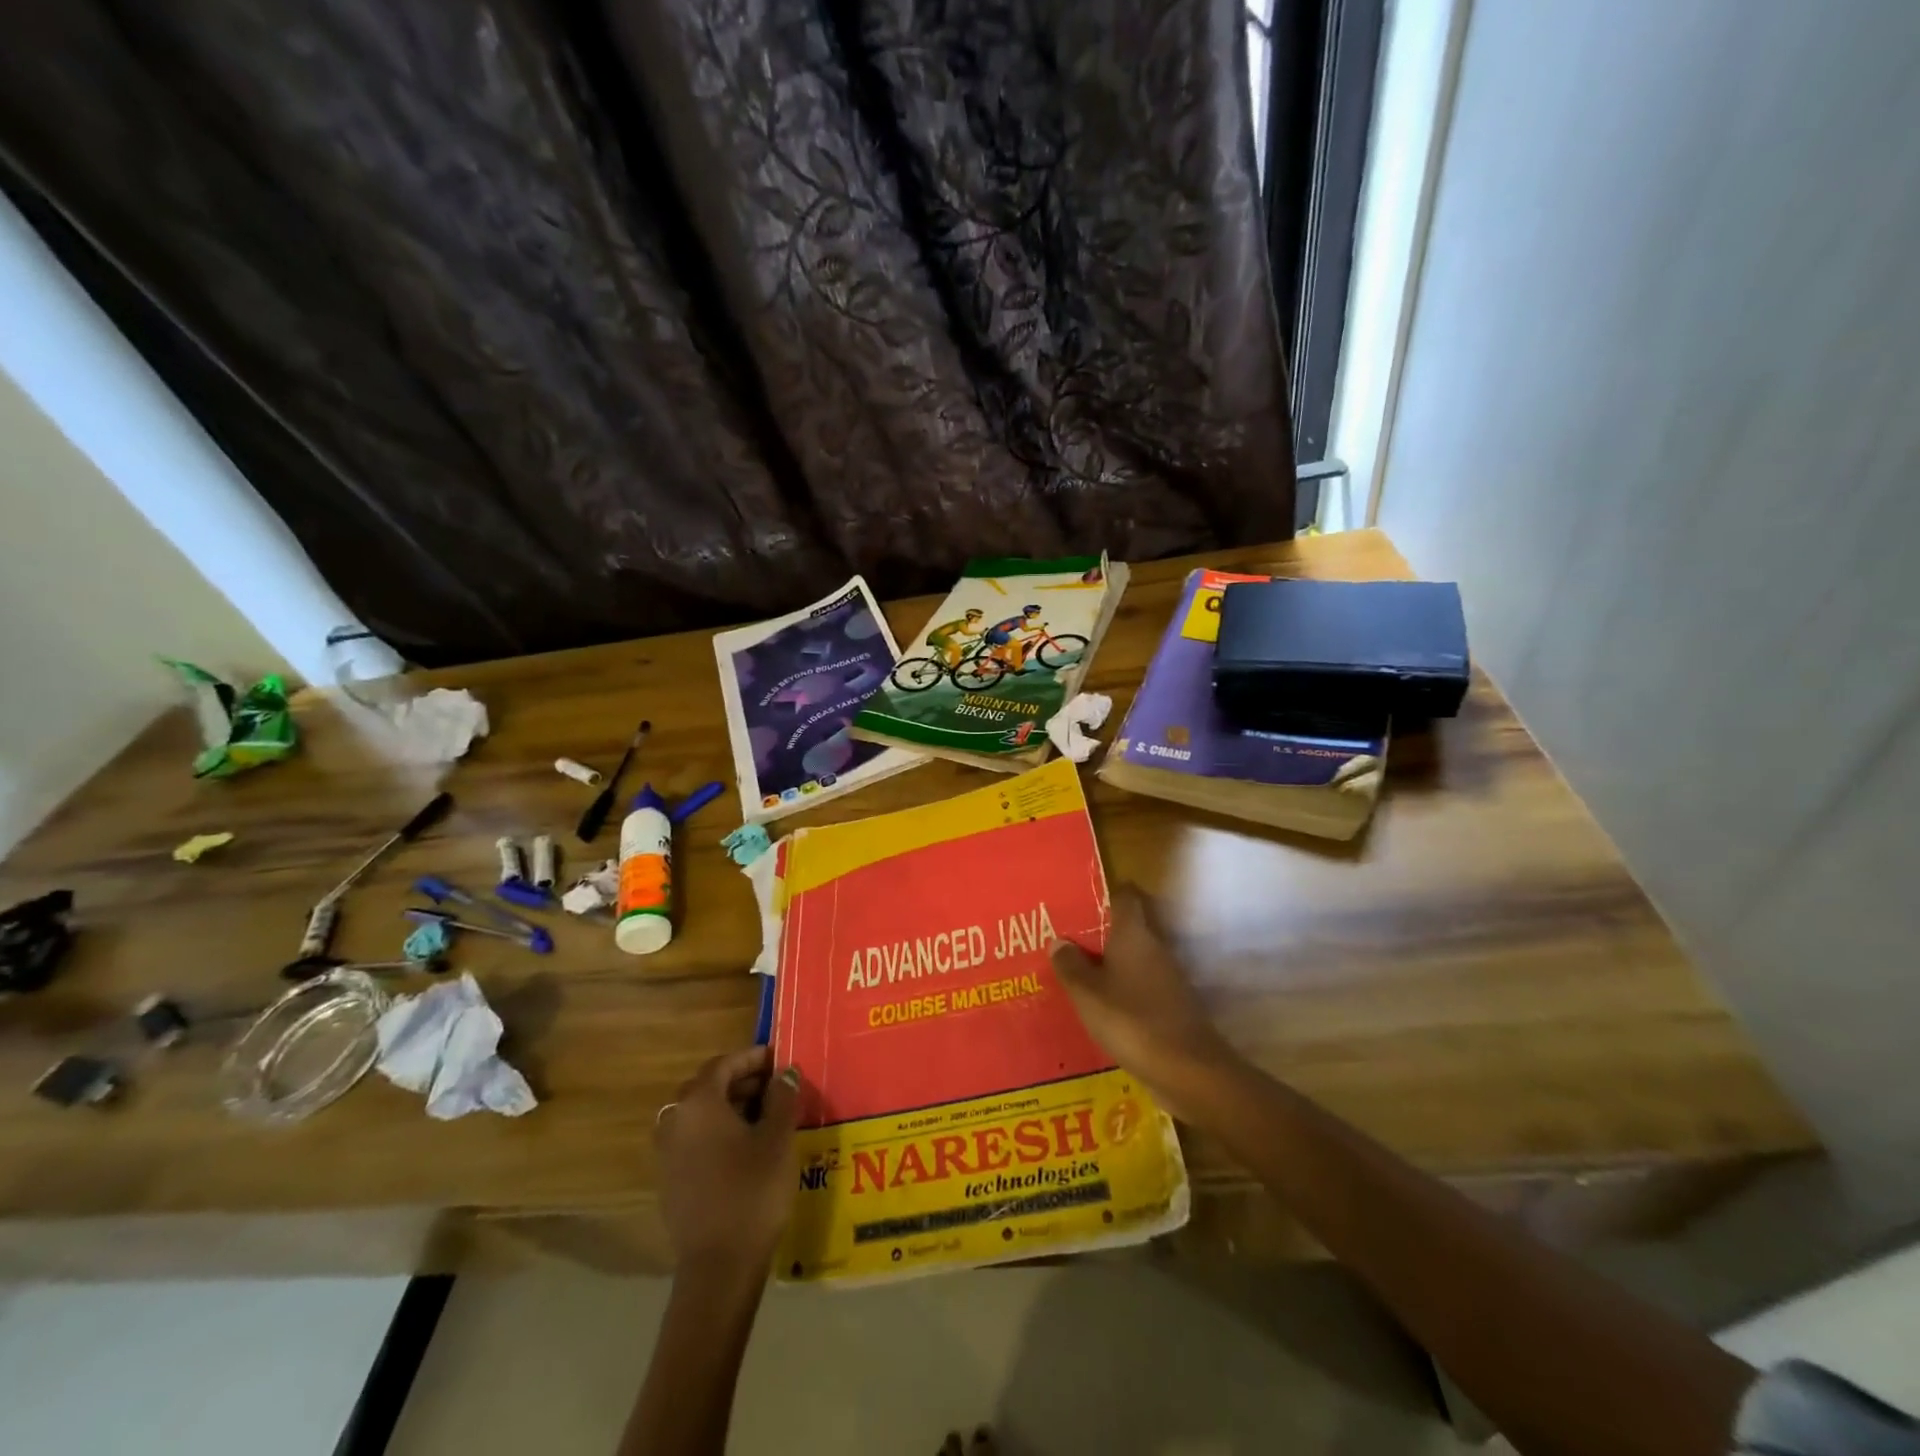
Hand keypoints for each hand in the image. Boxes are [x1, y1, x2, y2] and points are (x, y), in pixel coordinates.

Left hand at [655, 1046, 800, 1275]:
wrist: (719, 1267)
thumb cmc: (752, 1190)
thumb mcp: (778, 1137)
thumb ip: (782, 1097)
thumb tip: (784, 1073)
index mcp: (698, 1103)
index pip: (724, 1064)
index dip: (753, 1057)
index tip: (779, 1060)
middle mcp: (675, 1121)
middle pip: (708, 1087)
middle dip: (742, 1081)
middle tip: (775, 1087)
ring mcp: (667, 1153)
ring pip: (700, 1115)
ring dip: (730, 1107)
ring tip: (766, 1116)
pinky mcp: (670, 1181)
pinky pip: (695, 1140)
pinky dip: (718, 1132)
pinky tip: (746, 1148)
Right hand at [1049, 888, 1239, 1119]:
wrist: (1187, 1070)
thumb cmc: (1131, 1020)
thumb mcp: (1088, 994)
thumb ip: (1070, 965)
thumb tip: (1059, 940)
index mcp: (1133, 934)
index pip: (1126, 896)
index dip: (1106, 894)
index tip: (1081, 901)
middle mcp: (1154, 948)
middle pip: (1128, 928)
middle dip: (1100, 934)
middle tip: (1066, 941)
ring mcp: (1167, 978)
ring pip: (1133, 959)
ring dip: (1110, 964)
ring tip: (1076, 974)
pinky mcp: (1172, 1005)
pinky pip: (1141, 986)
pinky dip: (1122, 990)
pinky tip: (1101, 1007)